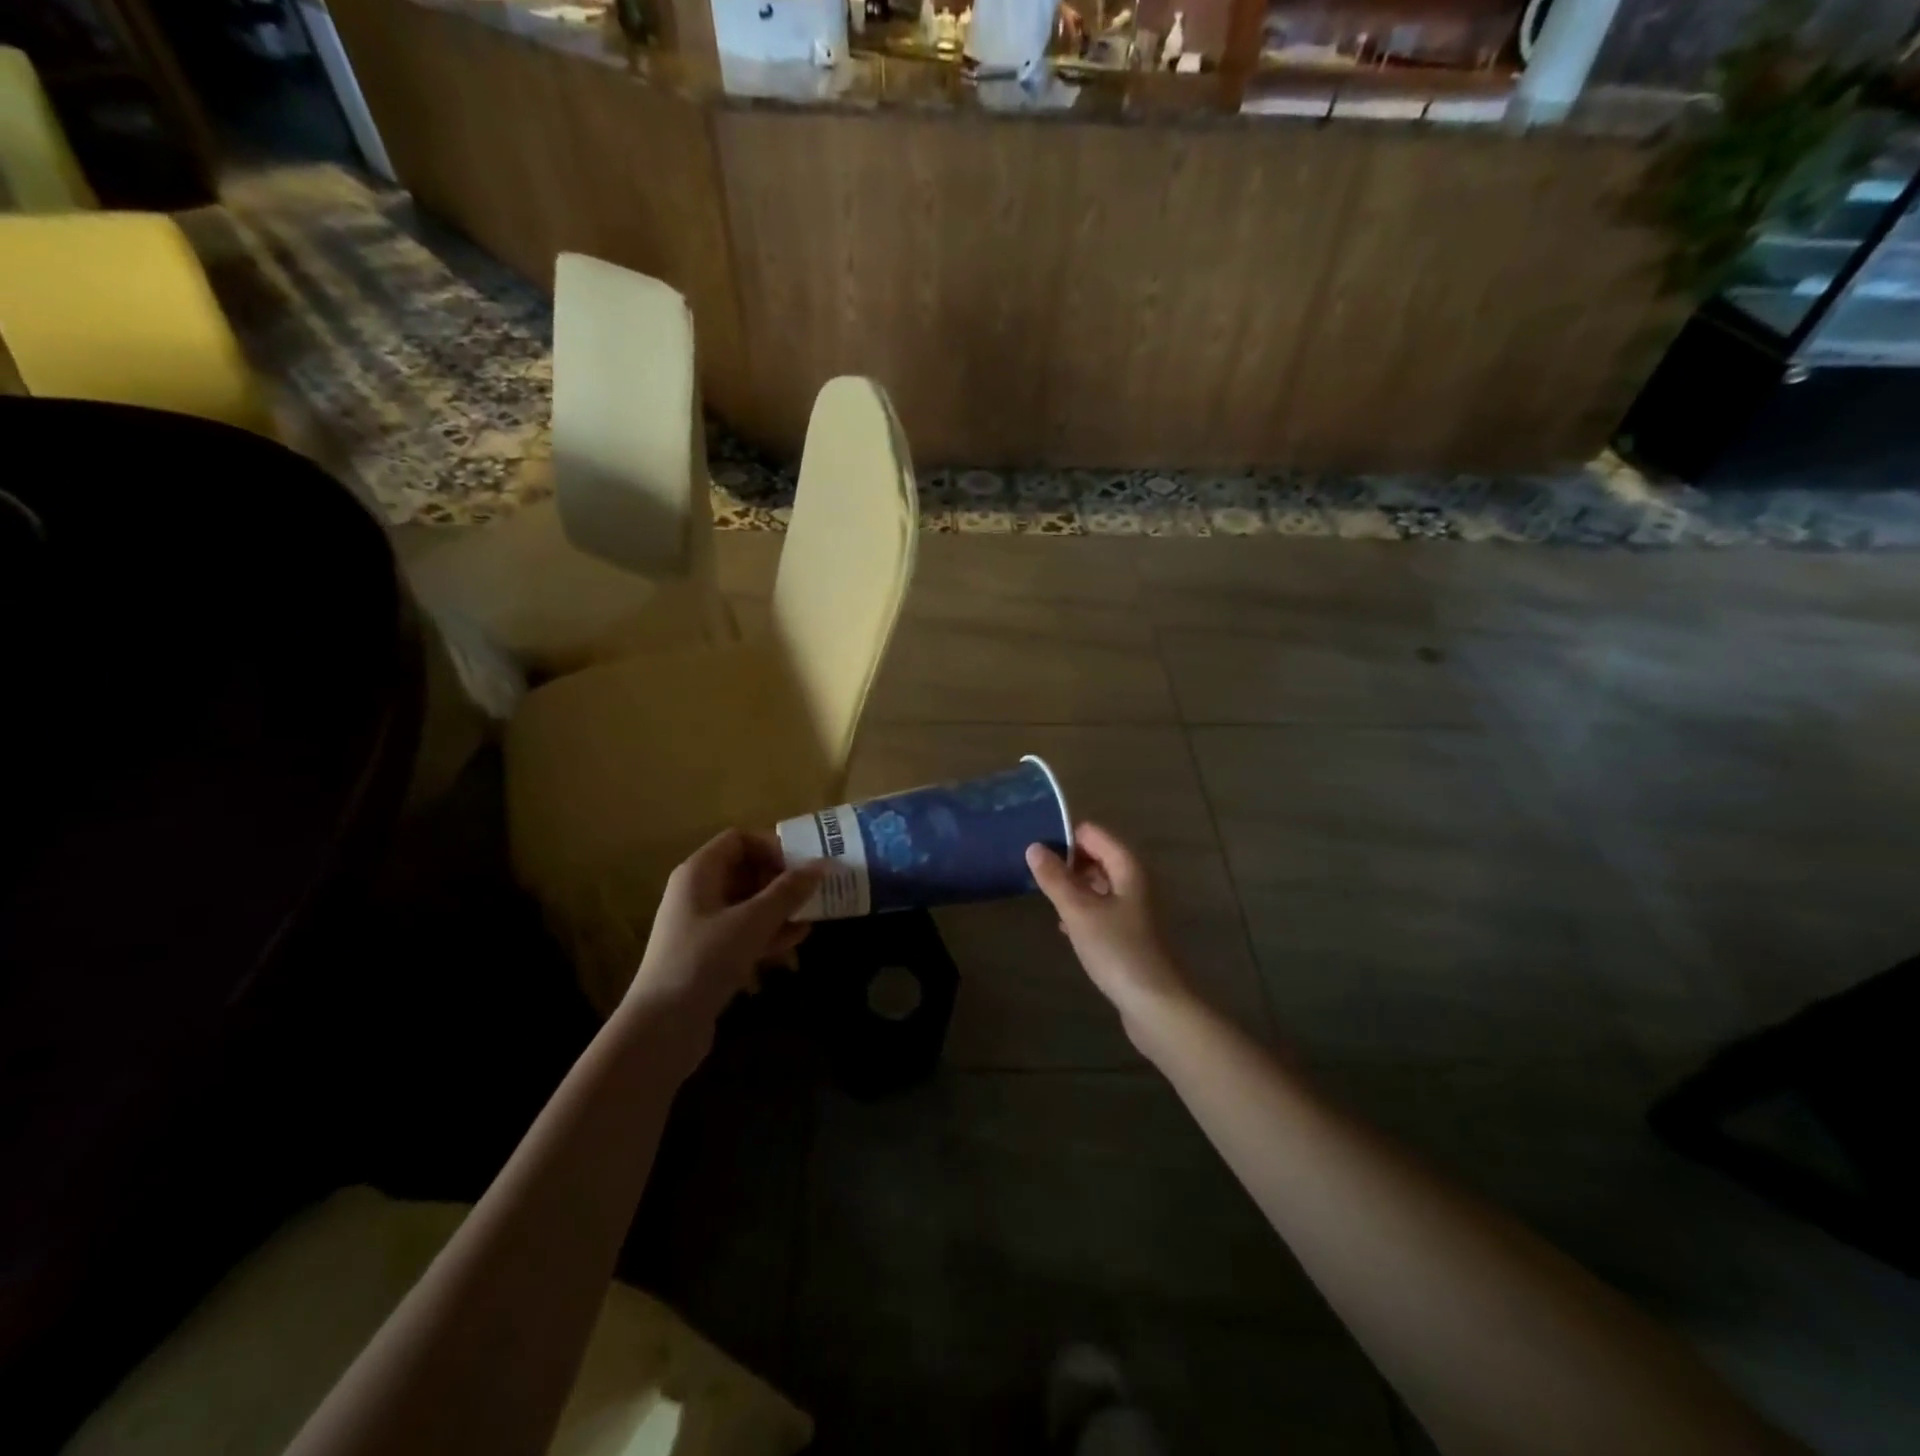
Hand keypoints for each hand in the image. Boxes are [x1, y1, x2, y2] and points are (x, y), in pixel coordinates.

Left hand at [627, 829, 822, 1033]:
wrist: (662, 1028)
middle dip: (781, 878)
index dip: (771, 847)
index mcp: (699, 872)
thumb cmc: (705, 960)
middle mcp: (697, 892)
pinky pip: (743, 931)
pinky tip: (797, 940)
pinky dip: (769, 931)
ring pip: (747, 903)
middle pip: (745, 870)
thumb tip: (823, 864)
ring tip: (813, 915)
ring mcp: (701, 925)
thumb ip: (788, 891)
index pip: (739, 840)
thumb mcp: (752, 922)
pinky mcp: (708, 954)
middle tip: (813, 891)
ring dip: (779, 907)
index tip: (801, 865)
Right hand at [1026, 823, 1195, 1035]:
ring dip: (1072, 888)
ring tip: (1045, 899)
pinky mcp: (1130, 932)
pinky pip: (1101, 908)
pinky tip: (1065, 926)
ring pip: (1097, 883)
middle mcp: (1134, 880)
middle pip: (1096, 856)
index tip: (1036, 855)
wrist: (1156, 1005)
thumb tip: (1034, 847)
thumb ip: (1055, 878)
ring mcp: (1134, 907)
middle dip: (1066, 863)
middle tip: (1035, 878)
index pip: (1091, 833)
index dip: (1063, 838)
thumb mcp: (1079, 912)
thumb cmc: (1118, 951)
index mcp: (1127, 866)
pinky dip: (1082, 910)